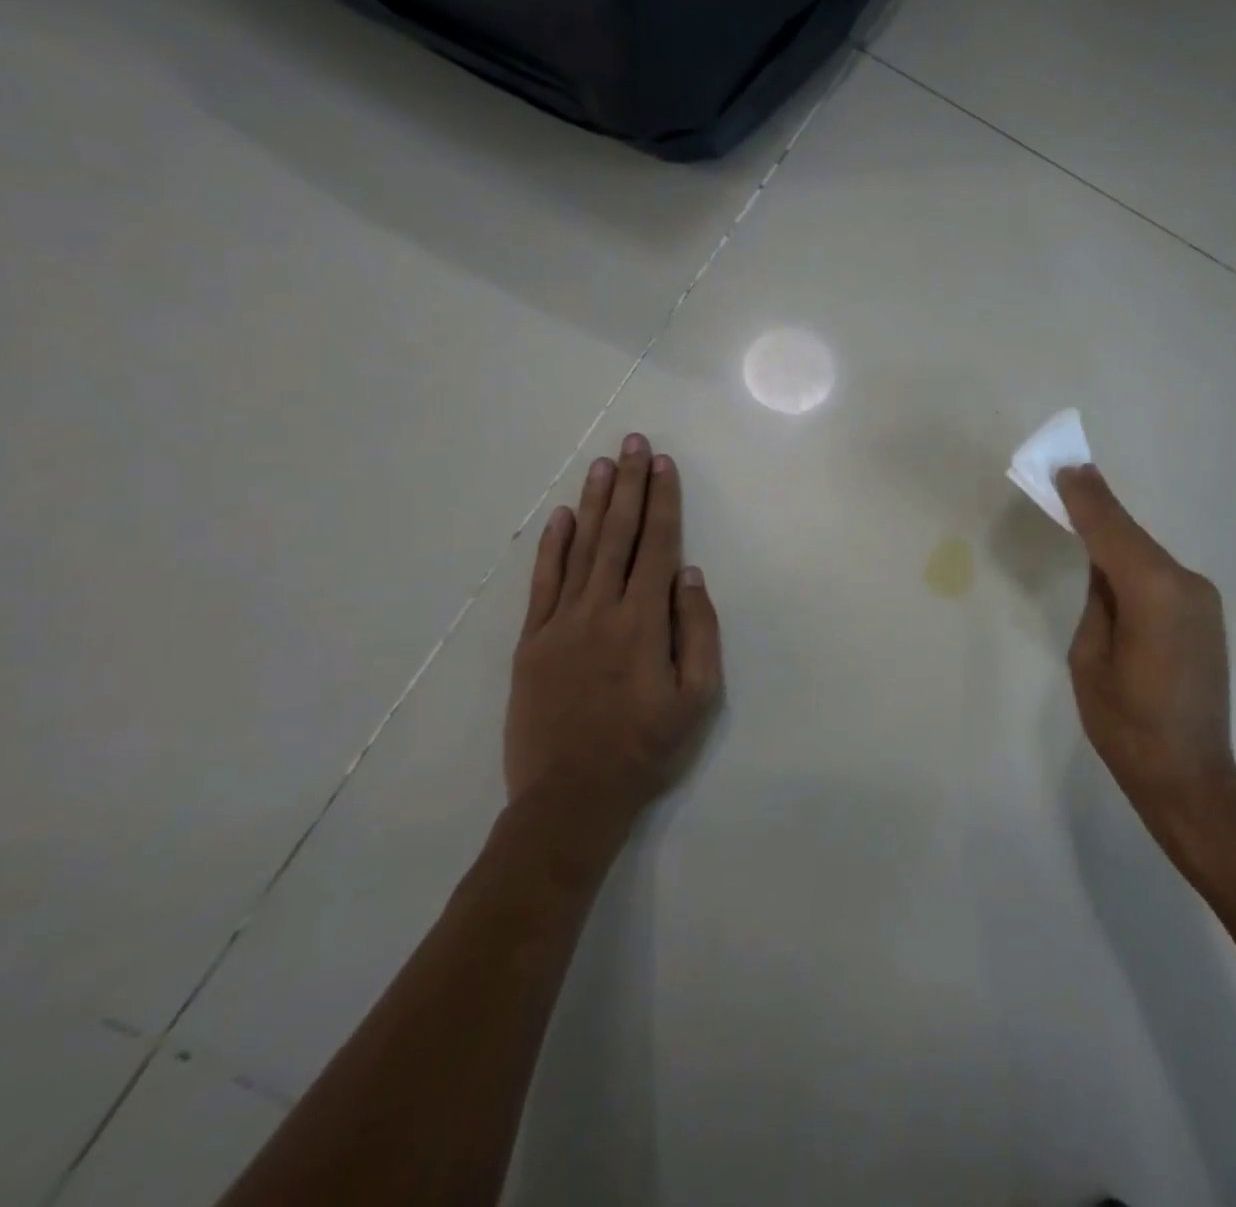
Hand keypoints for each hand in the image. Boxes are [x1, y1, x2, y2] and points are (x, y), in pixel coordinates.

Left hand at [507, 434, 722, 831]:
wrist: (571, 797)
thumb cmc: (647, 747)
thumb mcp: (698, 697)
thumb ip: (698, 632)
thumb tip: (691, 576)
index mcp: (644, 622)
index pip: (657, 547)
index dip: (663, 502)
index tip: (663, 465)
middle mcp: (601, 611)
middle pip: (619, 536)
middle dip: (629, 487)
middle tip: (633, 443)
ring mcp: (561, 624)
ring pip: (582, 550)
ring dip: (595, 504)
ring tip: (604, 465)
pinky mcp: (533, 643)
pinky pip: (543, 584)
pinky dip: (553, 547)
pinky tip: (563, 518)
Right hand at [1056, 465, 1235, 830]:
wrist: (1192, 777)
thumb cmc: (1127, 726)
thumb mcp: (1090, 660)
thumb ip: (1098, 601)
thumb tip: (1104, 568)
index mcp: (1155, 594)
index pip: (1113, 533)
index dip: (1087, 499)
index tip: (1065, 468)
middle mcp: (1187, 585)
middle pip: (1133, 538)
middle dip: (1100, 512)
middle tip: (1067, 480)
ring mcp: (1203, 600)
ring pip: (1148, 556)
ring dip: (1117, 539)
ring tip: (1083, 516)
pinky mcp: (1207, 615)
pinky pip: (1162, 577)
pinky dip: (1135, 564)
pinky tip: (1113, 565)